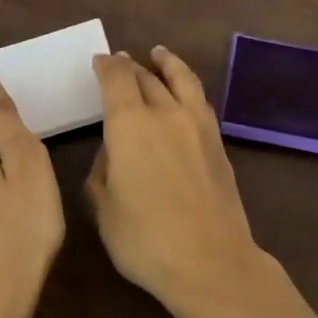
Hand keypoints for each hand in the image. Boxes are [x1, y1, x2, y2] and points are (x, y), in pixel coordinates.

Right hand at [86, 47, 261, 316]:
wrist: (210, 262)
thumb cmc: (145, 240)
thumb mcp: (104, 208)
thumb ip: (102, 172)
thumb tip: (113, 153)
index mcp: (130, 124)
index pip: (116, 80)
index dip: (106, 67)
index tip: (99, 61)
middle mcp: (165, 114)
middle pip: (147, 77)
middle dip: (131, 67)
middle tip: (121, 61)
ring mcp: (198, 126)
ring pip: (182, 81)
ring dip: (168, 65)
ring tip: (160, 55)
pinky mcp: (219, 144)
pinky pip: (200, 102)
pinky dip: (188, 87)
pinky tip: (185, 95)